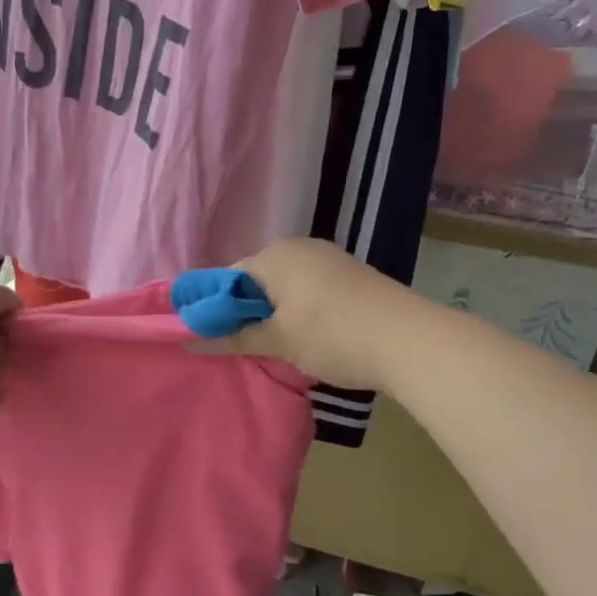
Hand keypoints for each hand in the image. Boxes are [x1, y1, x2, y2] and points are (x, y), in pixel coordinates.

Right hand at [193, 239, 411, 390]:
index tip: (217, 340)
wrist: (410, 340)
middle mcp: (298, 247)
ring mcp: (328, 257)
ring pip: (284, 286)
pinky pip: (308, 288)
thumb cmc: (333, 336)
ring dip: (275, 313)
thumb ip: (231, 337)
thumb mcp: (277, 341)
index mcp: (274, 255)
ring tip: (278, 347)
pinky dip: (300, 310)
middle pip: (256, 280)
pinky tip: (309, 336)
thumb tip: (185, 339)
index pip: (227, 279)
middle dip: (247, 312)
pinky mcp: (350, 273)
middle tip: (247, 348)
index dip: (217, 310)